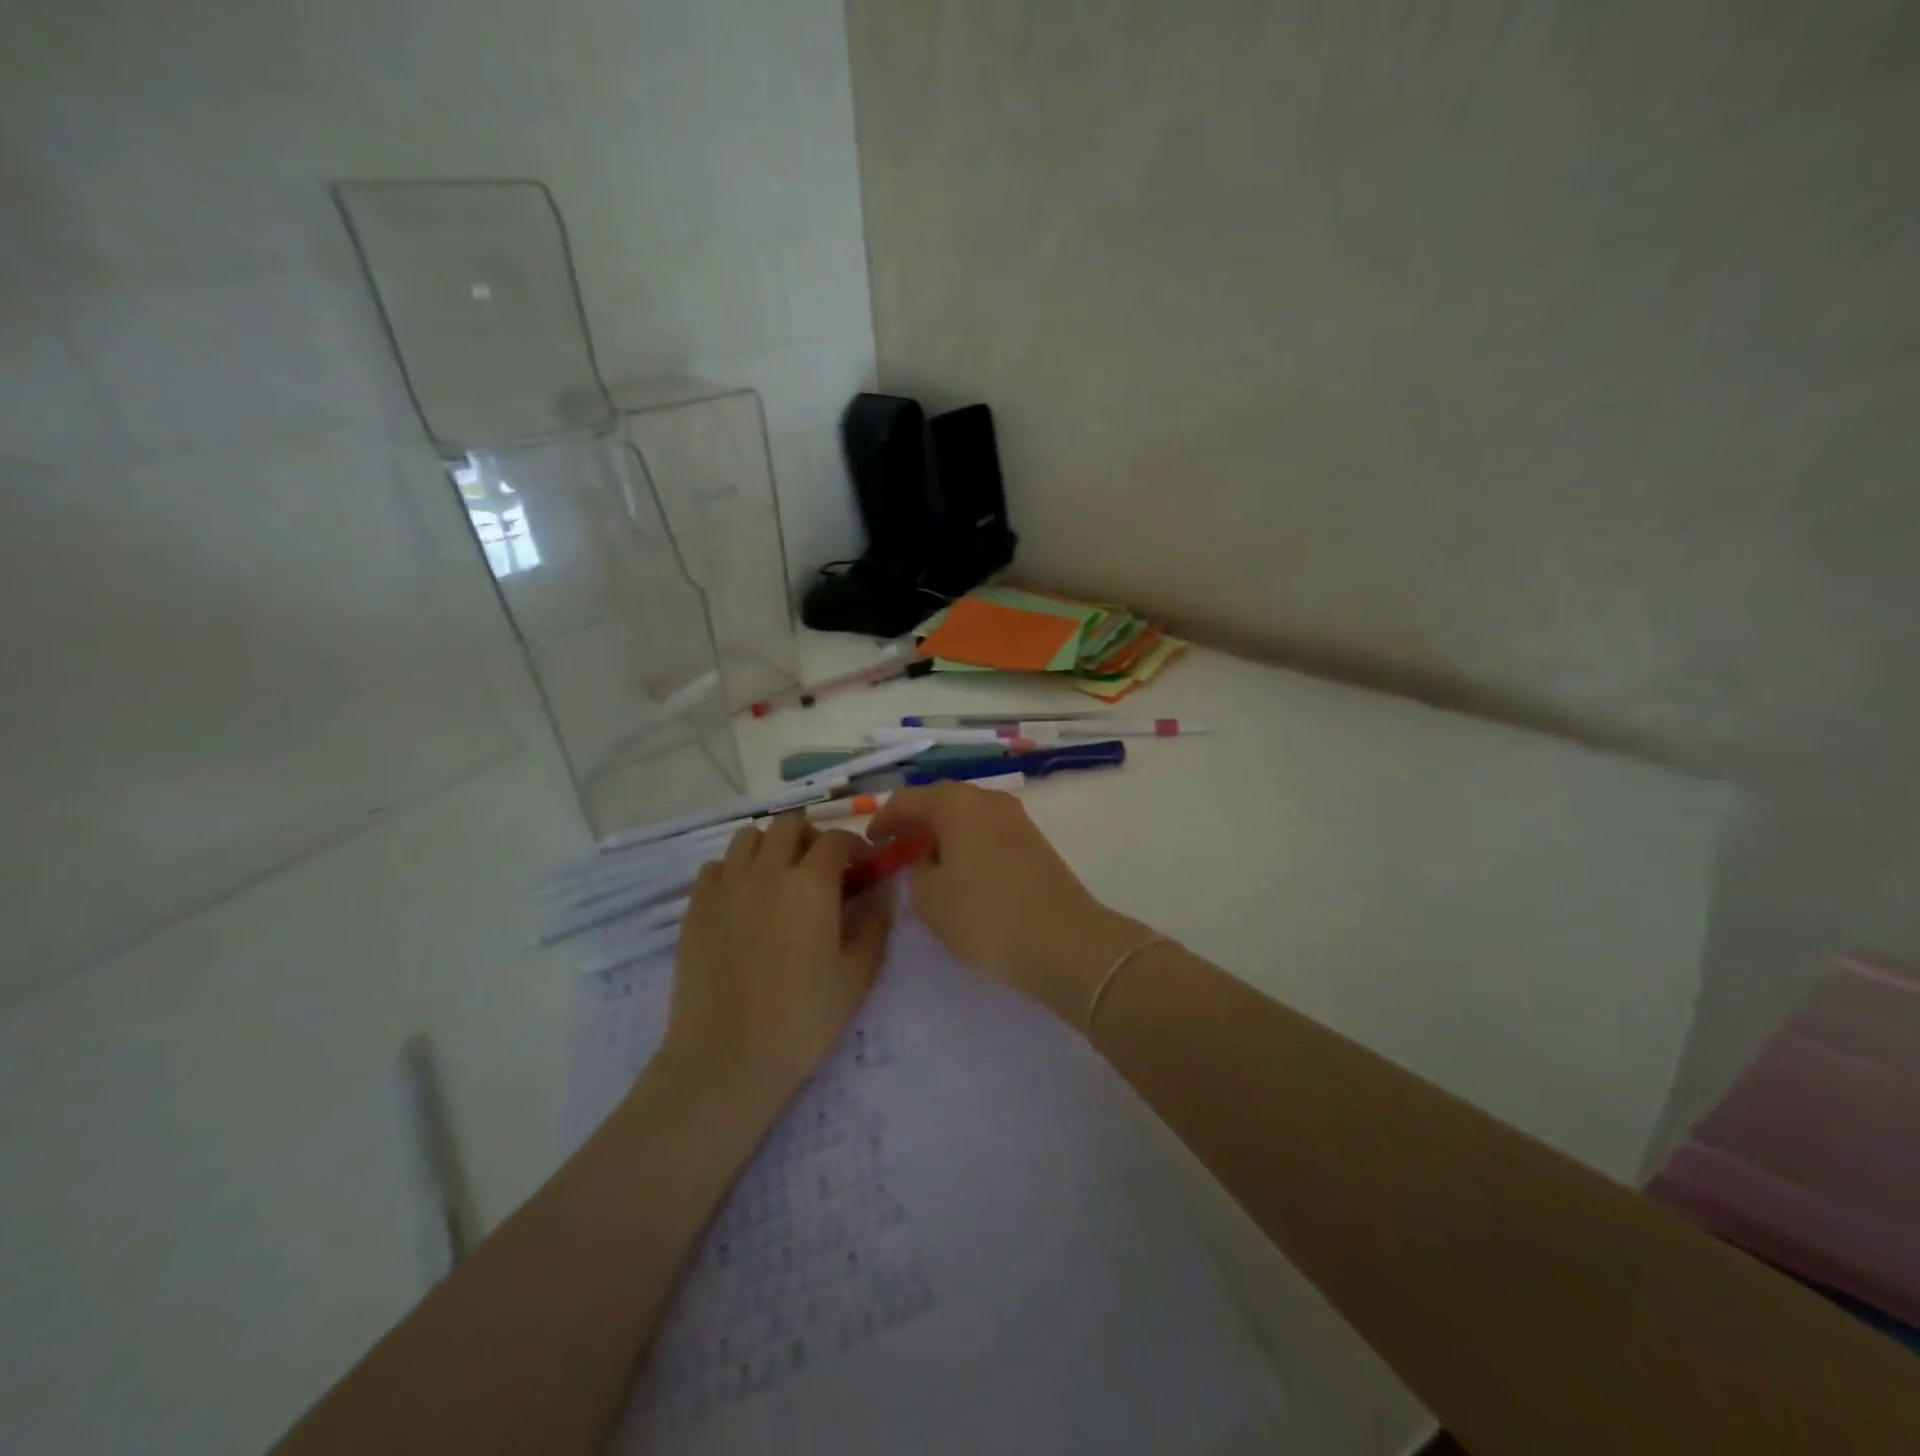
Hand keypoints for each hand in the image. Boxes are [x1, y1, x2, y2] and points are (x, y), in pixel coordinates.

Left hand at [663, 814, 891, 1106]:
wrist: (726, 1057)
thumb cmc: (802, 1019)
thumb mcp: (856, 975)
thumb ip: (874, 923)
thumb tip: (882, 890)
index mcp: (811, 884)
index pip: (836, 840)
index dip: (854, 846)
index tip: (862, 866)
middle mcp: (766, 871)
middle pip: (789, 825)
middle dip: (812, 837)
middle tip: (822, 867)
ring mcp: (726, 886)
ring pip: (748, 837)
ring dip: (771, 845)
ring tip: (780, 876)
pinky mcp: (696, 907)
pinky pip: (716, 867)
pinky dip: (735, 870)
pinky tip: (744, 900)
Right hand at [866, 781, 1147, 1023]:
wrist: (1064, 942)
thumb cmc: (985, 915)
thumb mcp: (929, 898)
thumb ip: (918, 870)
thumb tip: (932, 859)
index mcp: (957, 803)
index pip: (909, 799)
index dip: (884, 819)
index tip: (871, 842)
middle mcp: (989, 800)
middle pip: (943, 801)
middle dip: (916, 821)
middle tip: (896, 847)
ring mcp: (1018, 821)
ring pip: (969, 817)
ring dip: (945, 834)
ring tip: (927, 862)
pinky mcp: (1036, 844)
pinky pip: (989, 834)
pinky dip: (968, 846)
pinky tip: (962, 873)